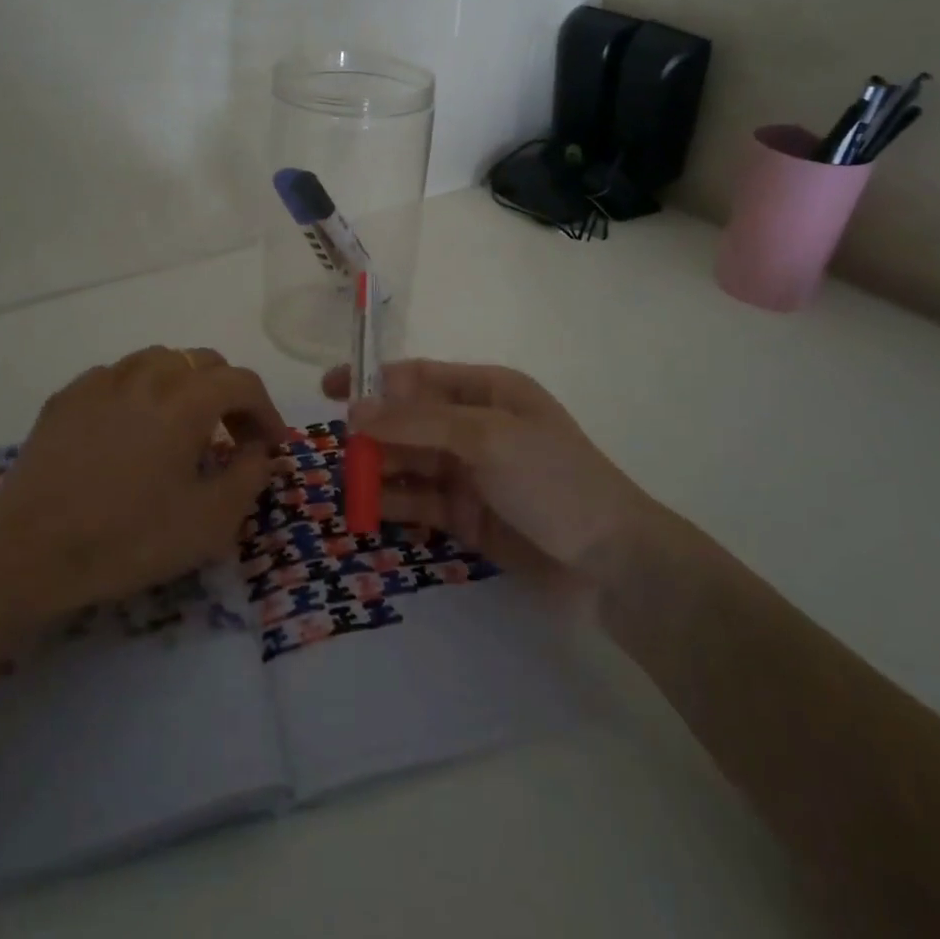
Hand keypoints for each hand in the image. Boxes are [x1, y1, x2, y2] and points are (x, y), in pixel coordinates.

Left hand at [0, 347, 285, 617]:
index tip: (271, 445)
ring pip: (160, 359)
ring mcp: (101, 381)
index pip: (242, 383)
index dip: (266, 410)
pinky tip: (133, 427)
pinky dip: (142, 390)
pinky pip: (119, 375)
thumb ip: (250, 477)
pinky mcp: (67, 397)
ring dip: (186, 384)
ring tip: (185, 424)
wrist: (27, 554)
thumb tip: (260, 450)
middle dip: (229, 393)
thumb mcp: (209, 523)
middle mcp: (146, 376)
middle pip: (203, 361)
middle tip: (232, 436)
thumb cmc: (127, 540)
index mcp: (185, 400)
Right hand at [323, 359, 646, 575]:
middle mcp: (473, 426)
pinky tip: (366, 511)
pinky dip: (392, 503)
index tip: (329, 389)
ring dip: (377, 469)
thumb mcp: (487, 436)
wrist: (610, 562)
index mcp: (486, 391)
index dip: (373, 380)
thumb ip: (419, 421)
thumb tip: (355, 410)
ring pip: (409, 462)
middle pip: (408, 420)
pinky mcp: (465, 516)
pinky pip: (419, 501)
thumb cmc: (553, 479)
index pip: (419, 376)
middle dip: (372, 431)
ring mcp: (469, 472)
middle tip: (333, 449)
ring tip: (344, 484)